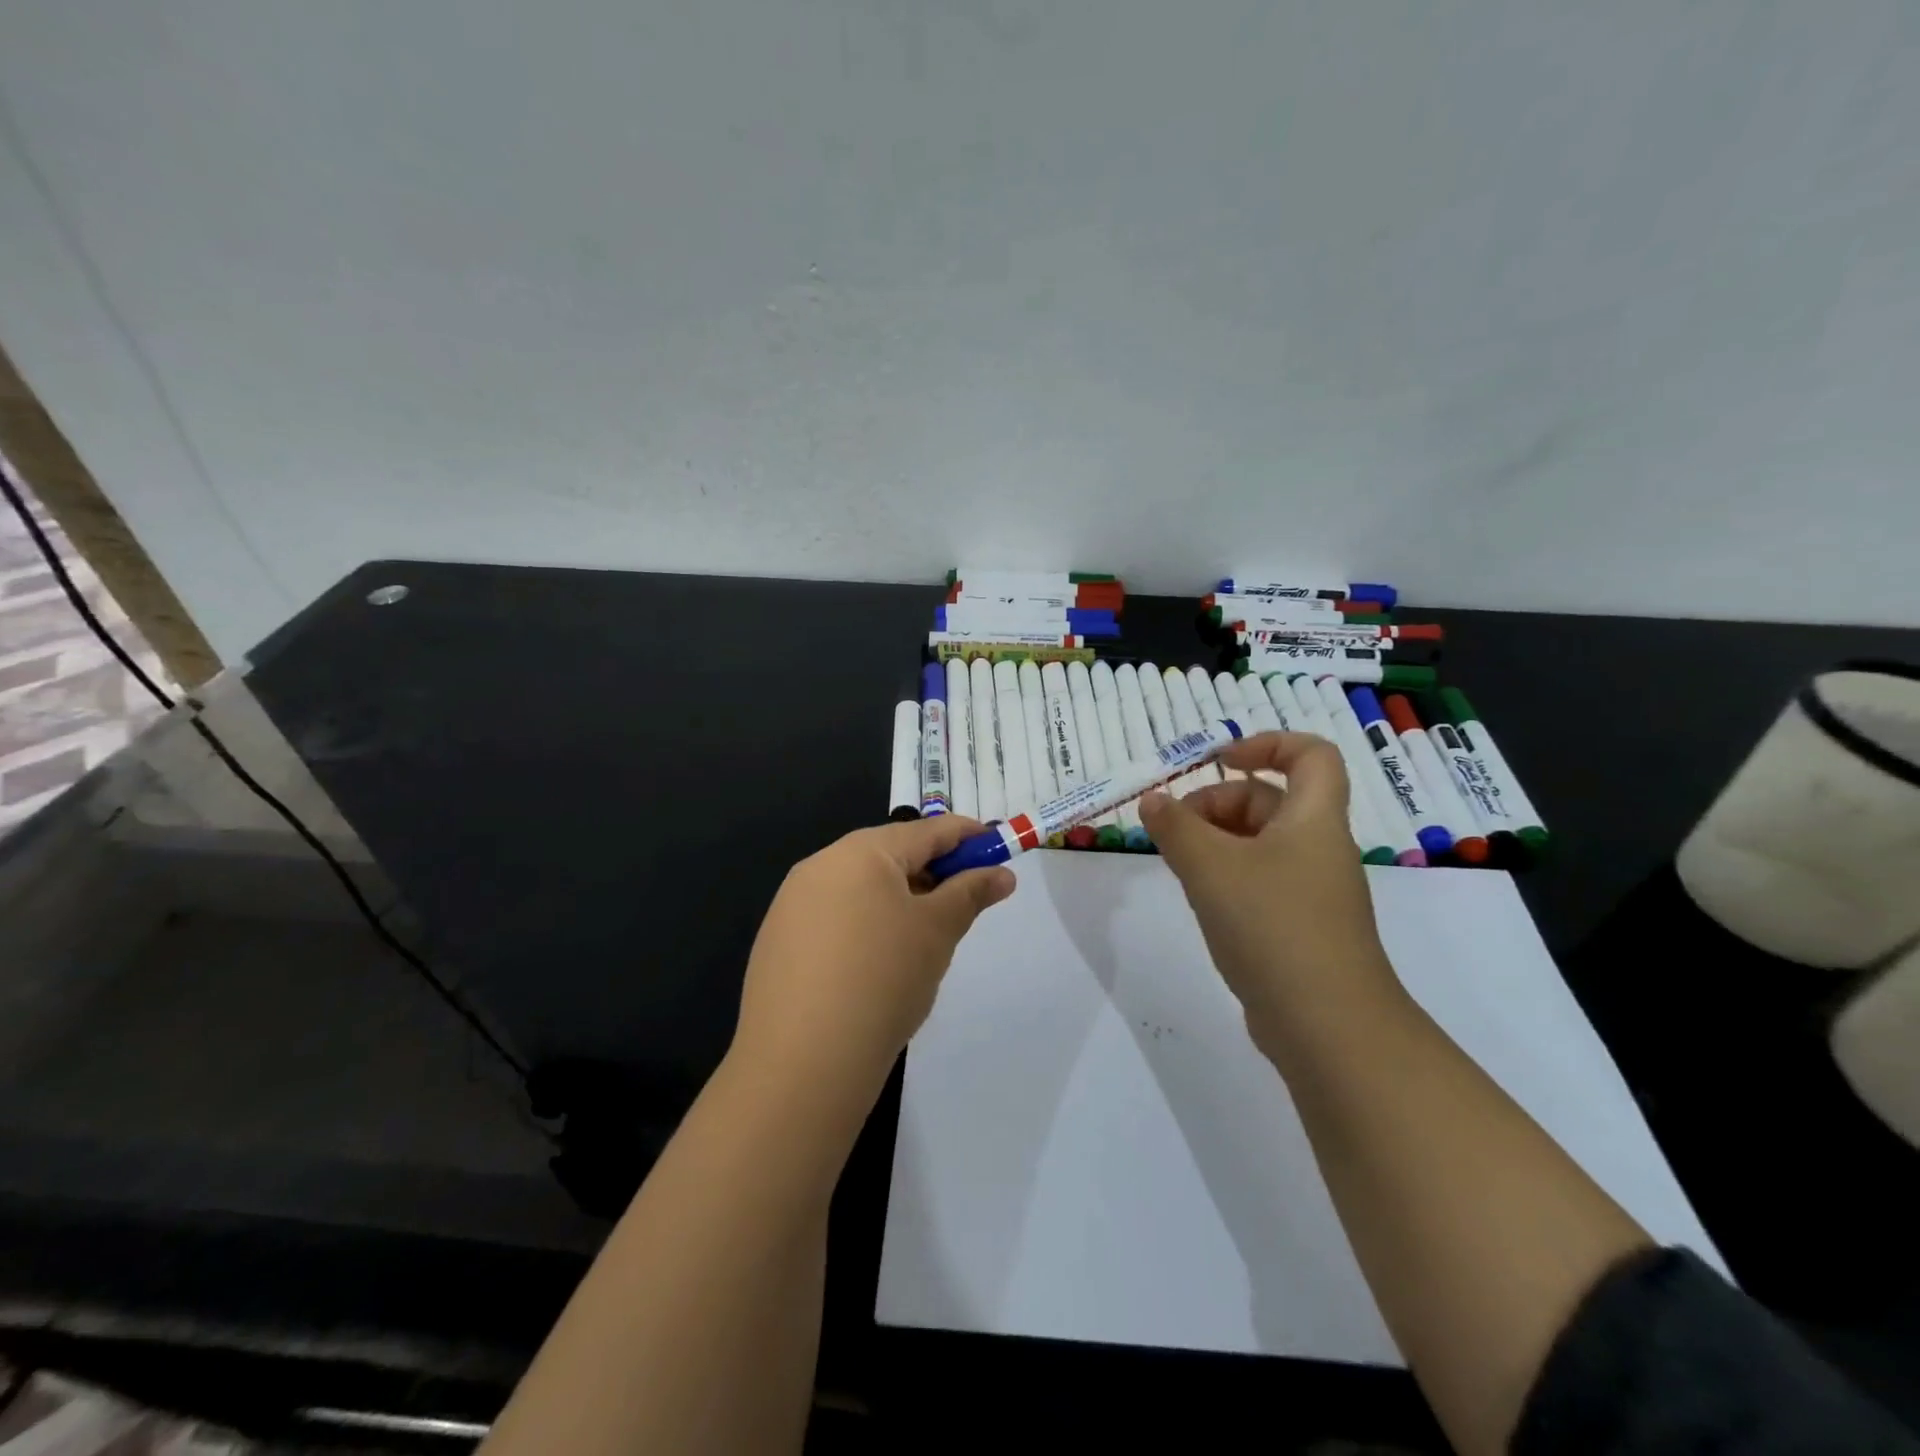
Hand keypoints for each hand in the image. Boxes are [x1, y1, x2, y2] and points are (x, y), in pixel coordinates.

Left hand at [731, 816, 1015, 1108]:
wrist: (803, 1061)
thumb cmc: (884, 978)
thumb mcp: (938, 931)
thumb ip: (970, 893)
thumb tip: (1001, 874)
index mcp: (860, 852)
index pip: (926, 831)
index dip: (967, 836)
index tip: (997, 847)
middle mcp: (820, 865)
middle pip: (890, 855)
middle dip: (932, 871)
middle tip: (965, 900)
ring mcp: (792, 904)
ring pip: (860, 887)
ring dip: (899, 900)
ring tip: (924, 939)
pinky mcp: (778, 941)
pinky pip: (834, 917)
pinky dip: (865, 926)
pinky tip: (877, 966)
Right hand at [1138, 732, 1402, 1056]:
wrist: (1328, 1026)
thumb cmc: (1272, 926)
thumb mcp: (1211, 867)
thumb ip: (1176, 827)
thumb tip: (1153, 800)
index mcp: (1313, 820)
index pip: (1311, 754)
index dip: (1267, 743)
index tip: (1219, 761)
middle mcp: (1318, 848)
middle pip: (1269, 801)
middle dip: (1217, 803)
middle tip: (1174, 830)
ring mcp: (1311, 891)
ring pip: (1259, 844)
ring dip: (1215, 842)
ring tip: (1178, 864)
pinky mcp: (1299, 926)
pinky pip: (1259, 881)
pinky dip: (1226, 877)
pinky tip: (1200, 900)